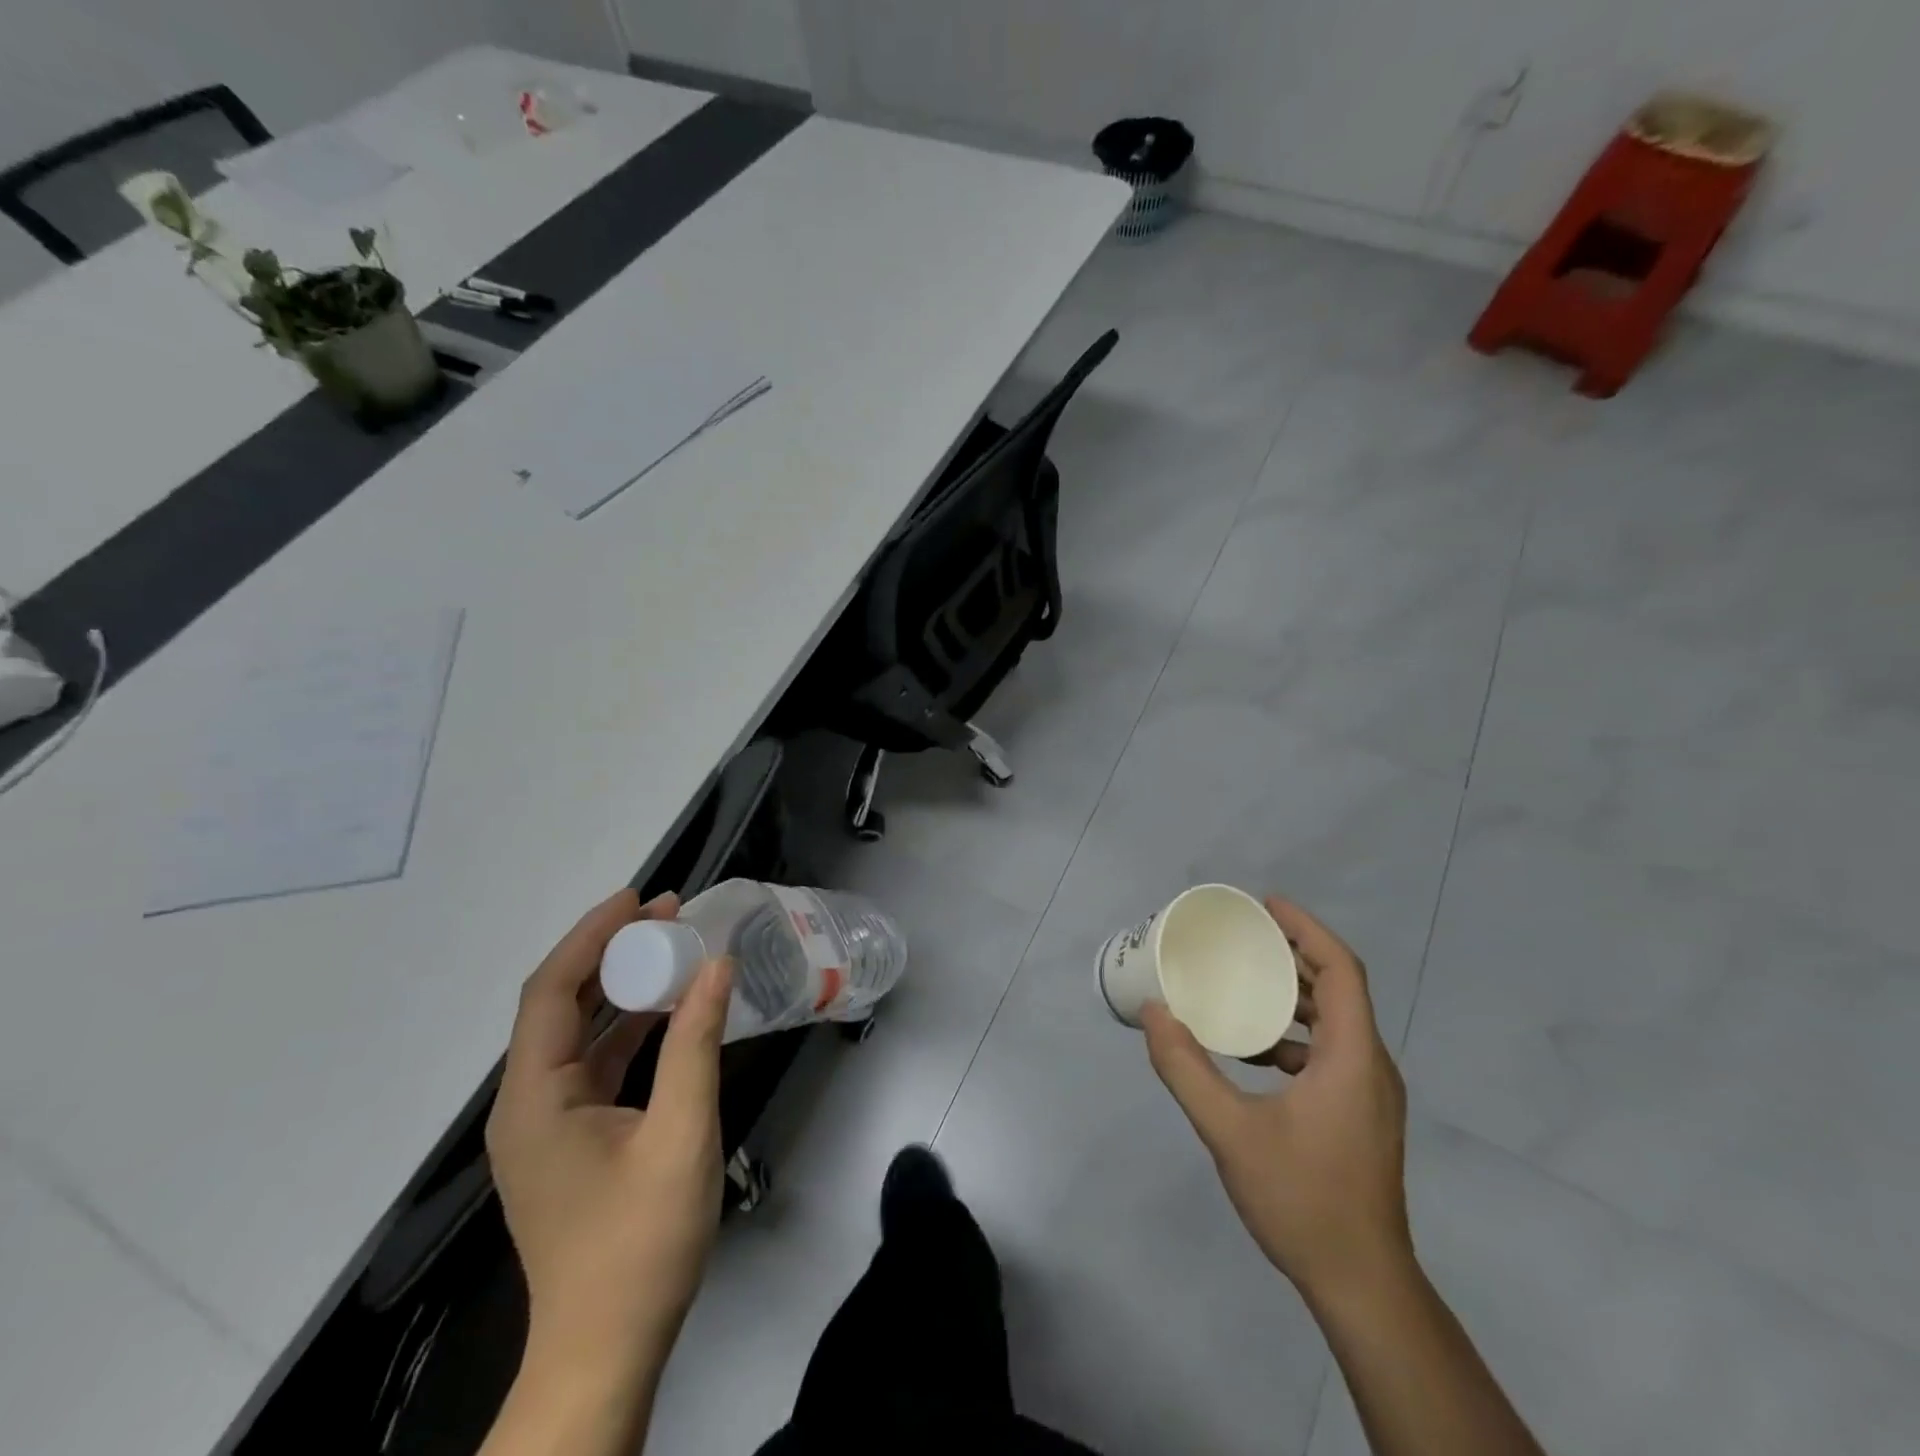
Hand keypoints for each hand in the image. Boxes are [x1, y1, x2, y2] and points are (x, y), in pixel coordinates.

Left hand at [485, 889, 734, 1381]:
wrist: (607, 1350)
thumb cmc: (640, 1242)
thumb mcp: (680, 1135)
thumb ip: (695, 1044)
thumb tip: (715, 966)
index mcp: (535, 1099)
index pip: (551, 992)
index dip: (591, 936)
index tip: (639, 898)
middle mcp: (527, 1103)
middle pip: (560, 1005)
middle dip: (610, 952)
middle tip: (668, 914)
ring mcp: (547, 1124)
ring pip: (578, 1032)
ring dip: (622, 987)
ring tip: (671, 947)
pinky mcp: (571, 1139)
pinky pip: (595, 1063)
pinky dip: (629, 1027)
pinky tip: (668, 1009)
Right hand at [1142, 897, 1411, 1310]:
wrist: (1362, 1285)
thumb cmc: (1302, 1199)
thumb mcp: (1229, 1131)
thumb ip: (1185, 1068)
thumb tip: (1153, 1012)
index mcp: (1352, 1057)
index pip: (1341, 970)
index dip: (1306, 929)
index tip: (1265, 906)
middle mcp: (1371, 1065)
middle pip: (1339, 988)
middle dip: (1293, 954)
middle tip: (1243, 937)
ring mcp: (1370, 1092)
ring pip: (1336, 1020)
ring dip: (1293, 994)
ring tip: (1243, 982)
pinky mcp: (1362, 1114)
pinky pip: (1332, 1050)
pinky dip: (1296, 1033)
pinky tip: (1255, 1049)